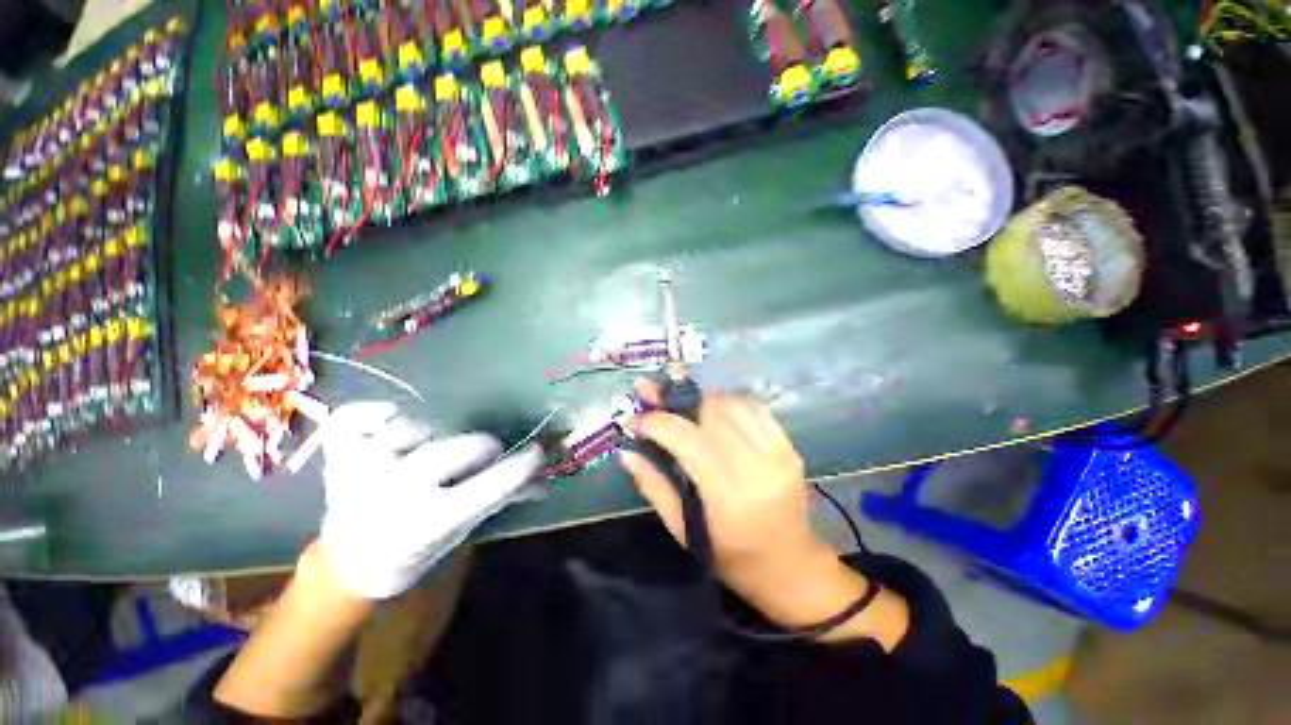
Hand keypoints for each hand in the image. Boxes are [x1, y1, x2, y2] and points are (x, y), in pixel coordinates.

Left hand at [319, 401, 541, 598]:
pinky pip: (353, 418)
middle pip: (446, 453)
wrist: (352, 561)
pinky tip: (390, 419)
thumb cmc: (418, 547)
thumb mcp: (464, 528)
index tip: (537, 451)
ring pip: (406, 429)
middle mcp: (391, 494)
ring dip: (432, 431)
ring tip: (436, 444)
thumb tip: (544, 483)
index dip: (521, 465)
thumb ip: (502, 499)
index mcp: (428, 523)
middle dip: (478, 447)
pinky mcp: (337, 454)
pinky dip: (372, 411)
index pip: (489, 488)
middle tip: (486, 452)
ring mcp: (359, 471)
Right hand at [619, 380, 832, 597]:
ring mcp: (778, 454)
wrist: (790, 565)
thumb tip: (625, 453)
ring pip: (733, 405)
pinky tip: (713, 407)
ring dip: (702, 398)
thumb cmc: (730, 556)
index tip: (637, 417)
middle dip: (676, 400)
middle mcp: (756, 467)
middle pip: (710, 415)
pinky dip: (729, 402)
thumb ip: (654, 486)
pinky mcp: (789, 447)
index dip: (659, 422)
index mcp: (727, 495)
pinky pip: (756, 409)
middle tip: (654, 393)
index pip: (688, 441)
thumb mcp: (683, 530)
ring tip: (681, 402)